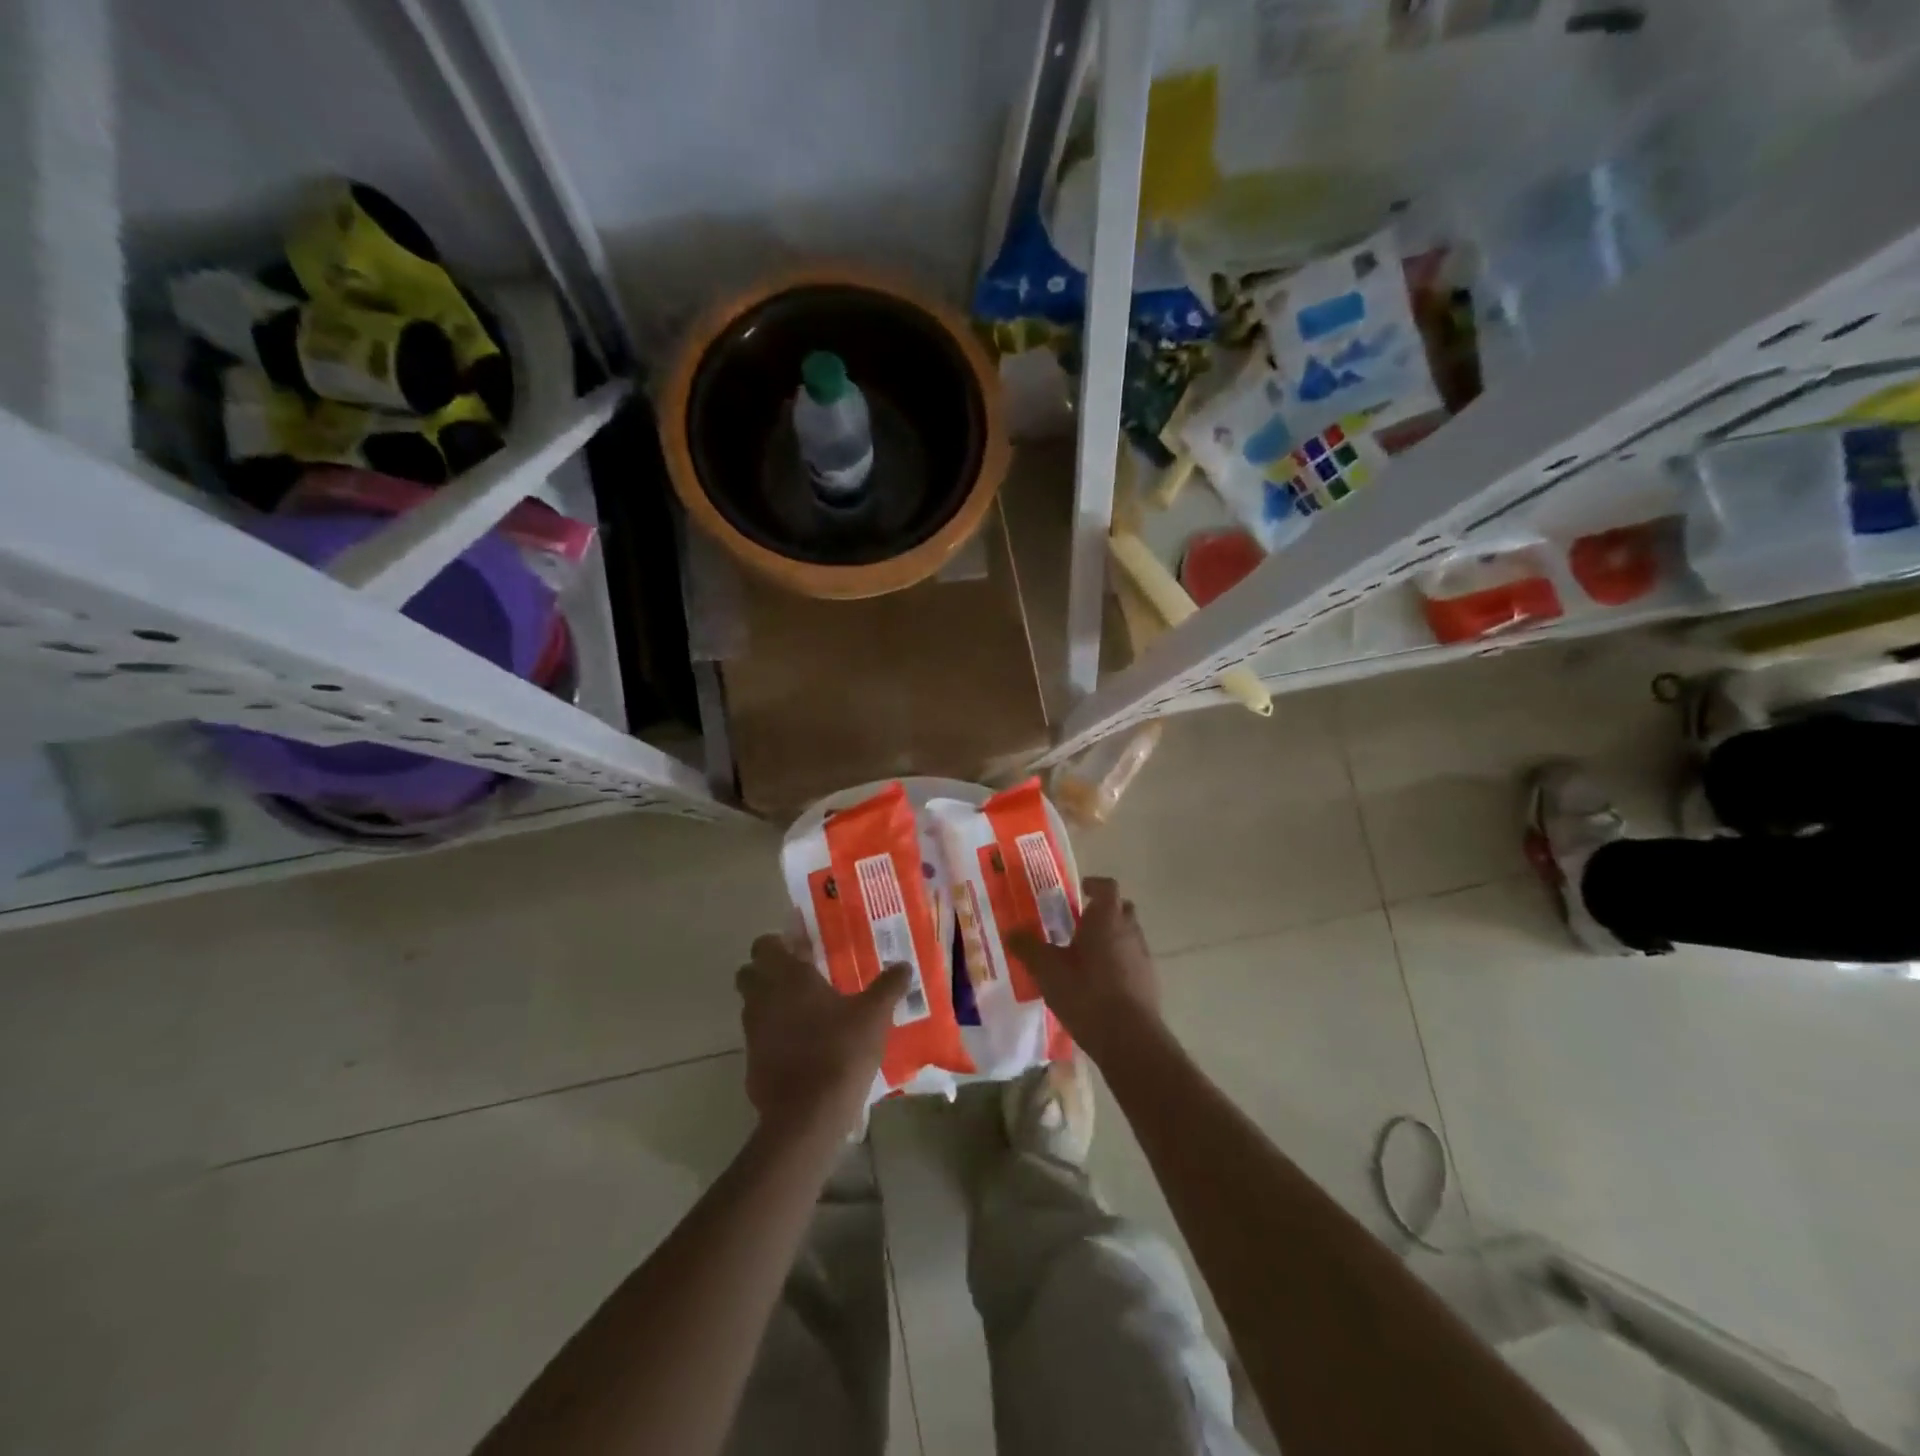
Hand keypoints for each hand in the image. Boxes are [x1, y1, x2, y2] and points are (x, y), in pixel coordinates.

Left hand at [736, 935, 906, 1140]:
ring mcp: (753, 1032)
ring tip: (807, 1011)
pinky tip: (803, 1046)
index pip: (765, 944)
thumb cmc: (840, 1051)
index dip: (780, 943)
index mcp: (788, 977)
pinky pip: (759, 1038)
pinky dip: (774, 1036)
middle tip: (801, 976)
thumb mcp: (874, 1016)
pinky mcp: (752, 1063)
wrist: (808, 1115)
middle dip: (768, 971)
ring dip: (771, 1003)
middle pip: (749, 973)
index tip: (803, 948)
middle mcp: (763, 998)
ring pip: (753, 1005)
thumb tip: (904, 966)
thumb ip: (888, 987)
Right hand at [1008, 877, 1163, 1065]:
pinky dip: (1119, 963)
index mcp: (1106, 919)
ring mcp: (1143, 957)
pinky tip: (1099, 983)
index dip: (1094, 884)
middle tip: (1080, 923)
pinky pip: (1133, 961)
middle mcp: (1129, 931)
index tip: (1080, 890)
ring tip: (1086, 956)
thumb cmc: (1086, 993)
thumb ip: (1028, 948)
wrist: (1128, 1038)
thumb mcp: (1047, 970)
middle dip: (1103, 912)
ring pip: (1128, 936)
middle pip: (1121, 909)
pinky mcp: (1149, 982)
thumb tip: (1011, 932)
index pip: (1106, 887)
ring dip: (1111, 938)